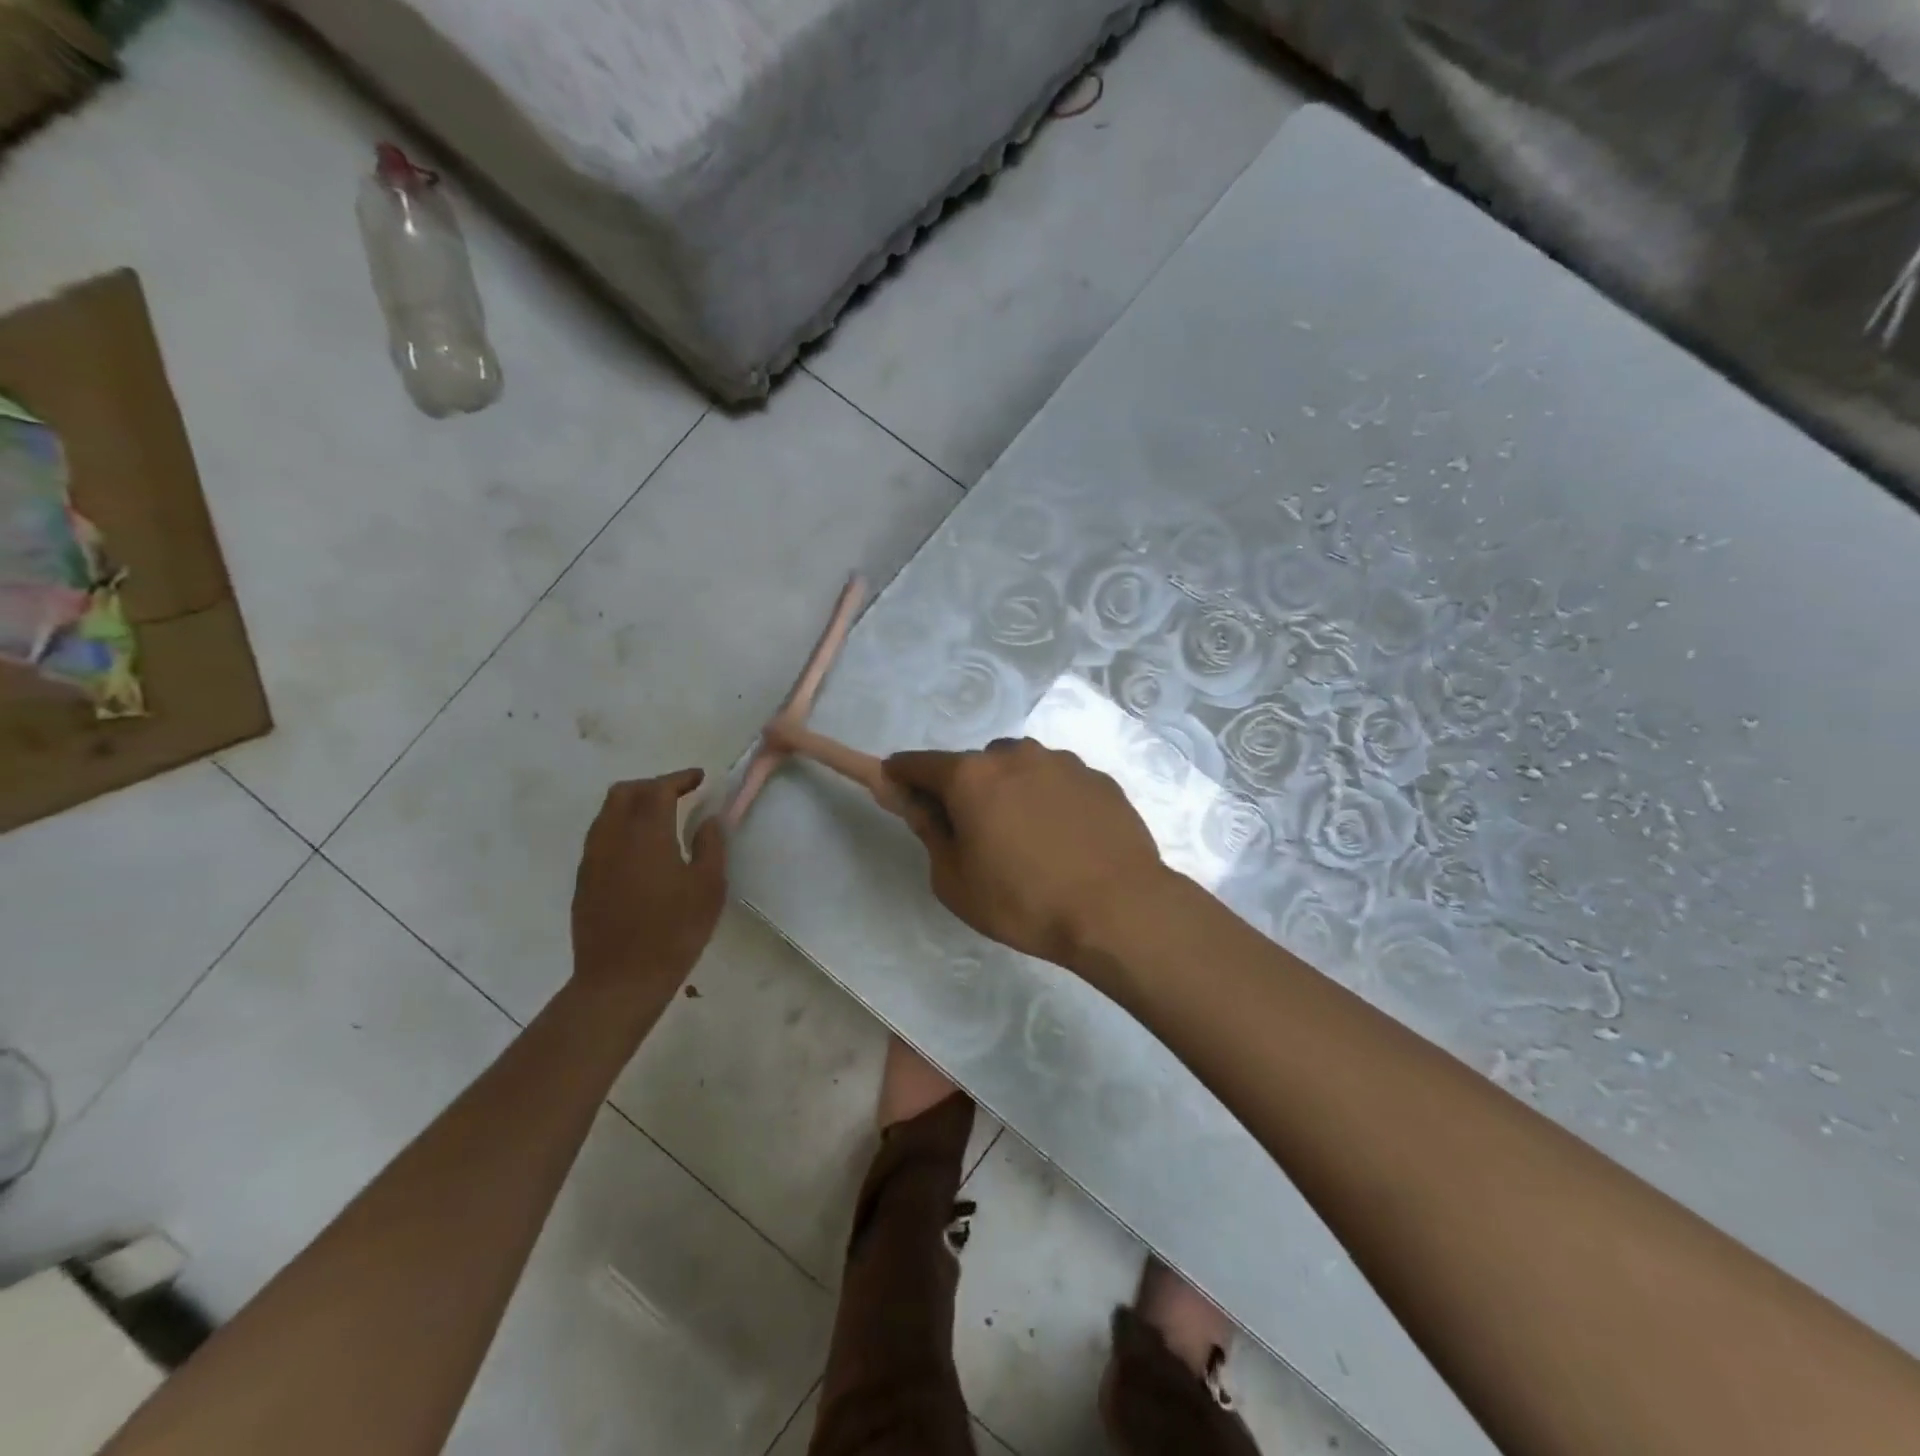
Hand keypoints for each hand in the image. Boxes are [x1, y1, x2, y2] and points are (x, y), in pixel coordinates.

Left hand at [571, 770, 725, 1002]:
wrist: (620, 980)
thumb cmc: (674, 931)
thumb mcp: (708, 887)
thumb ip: (710, 846)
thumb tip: (708, 820)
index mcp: (646, 833)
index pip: (658, 789)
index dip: (679, 778)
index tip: (699, 778)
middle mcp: (613, 837)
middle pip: (624, 793)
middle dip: (652, 785)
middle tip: (678, 794)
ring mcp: (593, 860)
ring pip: (607, 814)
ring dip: (633, 805)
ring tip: (660, 819)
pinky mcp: (584, 881)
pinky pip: (601, 837)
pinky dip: (621, 828)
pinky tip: (641, 850)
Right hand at [883, 739, 1166, 973]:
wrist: (1118, 909)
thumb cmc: (1023, 901)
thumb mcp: (955, 882)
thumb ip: (931, 833)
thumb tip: (921, 806)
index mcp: (972, 776)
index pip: (919, 763)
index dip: (902, 776)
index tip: (899, 790)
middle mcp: (1015, 754)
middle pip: (975, 765)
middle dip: (967, 790)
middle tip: (979, 835)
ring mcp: (1062, 762)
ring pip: (1020, 769)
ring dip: (1012, 791)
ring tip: (1031, 841)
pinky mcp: (1098, 778)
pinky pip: (1058, 783)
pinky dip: (1050, 801)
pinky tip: (1066, 840)